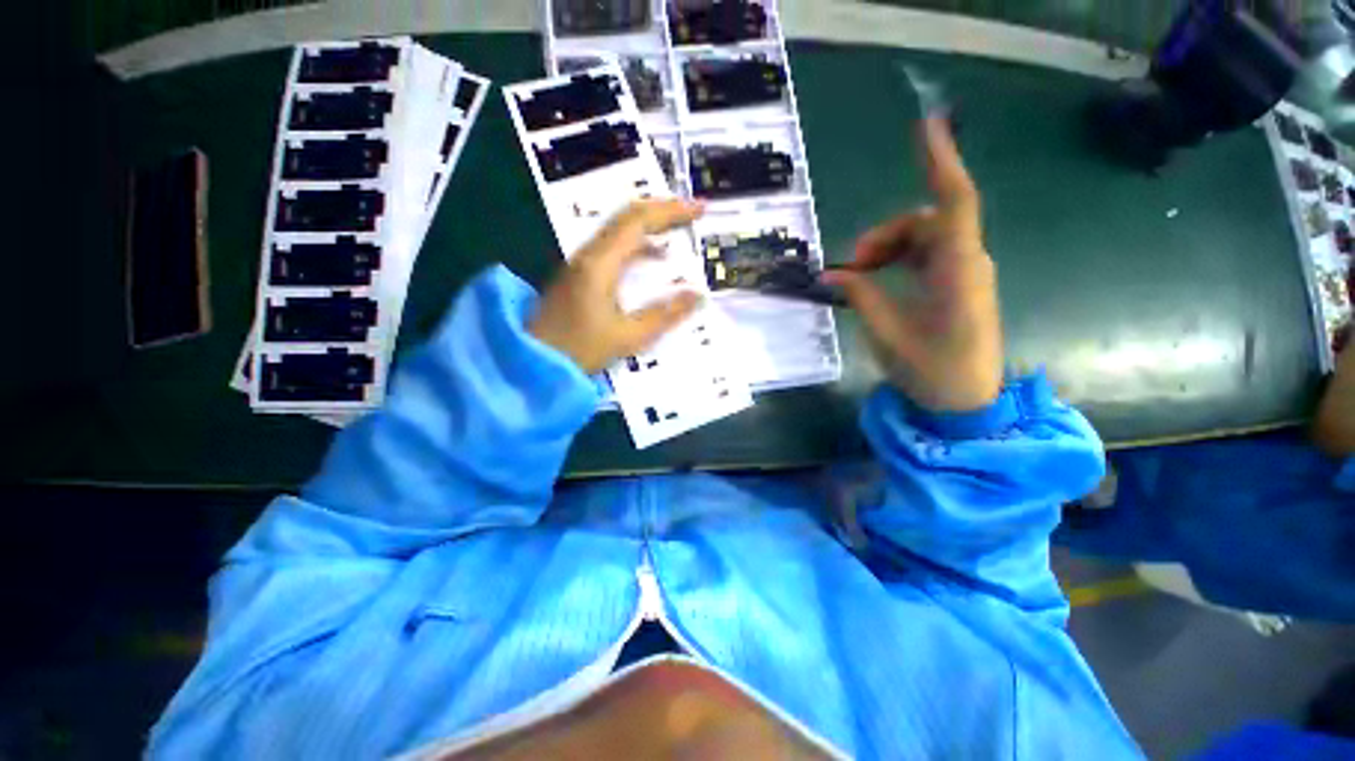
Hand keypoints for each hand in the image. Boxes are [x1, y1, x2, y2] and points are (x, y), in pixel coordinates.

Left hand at [530, 200, 704, 373]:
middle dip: (663, 212)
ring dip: (650, 228)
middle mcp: (589, 254)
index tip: (700, 209)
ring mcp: (581, 263)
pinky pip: (613, 249)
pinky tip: (652, 261)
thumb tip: (698, 296)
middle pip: (628, 218)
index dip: (672, 211)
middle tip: (693, 215)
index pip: (638, 221)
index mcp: (600, 264)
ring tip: (678, 233)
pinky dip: (638, 247)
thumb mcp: (627, 337)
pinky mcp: (580, 275)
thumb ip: (664, 315)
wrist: (533, 363)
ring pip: (620, 231)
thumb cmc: (579, 350)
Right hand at [824, 118, 1003, 412]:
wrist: (968, 402)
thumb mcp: (887, 333)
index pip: (953, 202)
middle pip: (925, 222)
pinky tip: (874, 280)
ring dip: (887, 249)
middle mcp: (967, 262)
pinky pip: (925, 256)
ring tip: (856, 276)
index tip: (926, 125)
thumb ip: (860, 296)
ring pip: (923, 238)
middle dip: (883, 235)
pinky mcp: (958, 285)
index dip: (940, 162)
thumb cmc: (931, 371)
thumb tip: (831, 273)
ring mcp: (964, 272)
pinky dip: (897, 262)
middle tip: (850, 267)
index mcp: (957, 270)